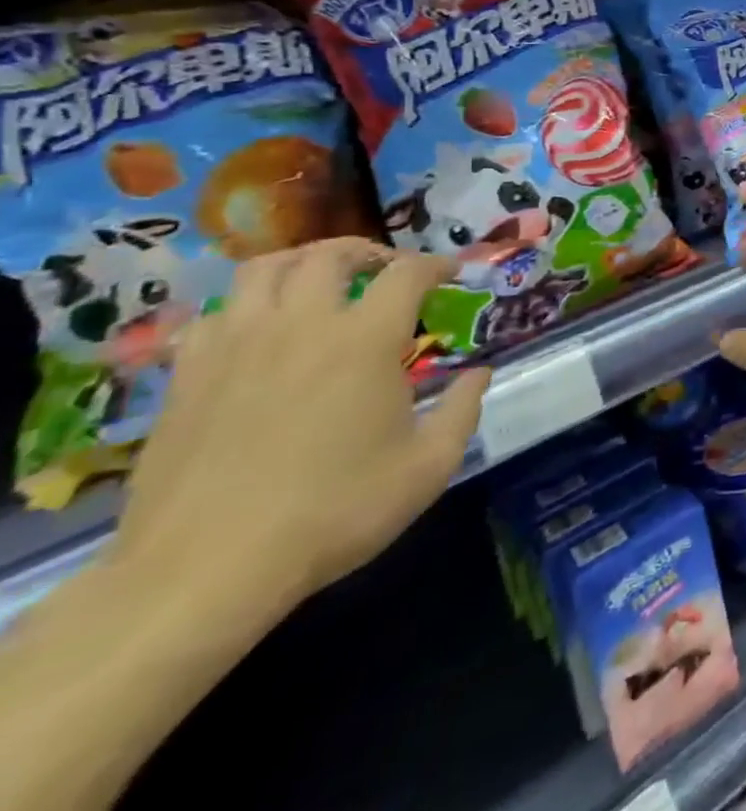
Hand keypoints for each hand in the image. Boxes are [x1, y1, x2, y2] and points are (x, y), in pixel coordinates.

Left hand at [112, 239, 488, 621]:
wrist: (202, 573)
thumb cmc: (334, 513)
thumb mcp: (428, 467)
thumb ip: (462, 410)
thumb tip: (479, 373)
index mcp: (365, 340)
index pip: (408, 273)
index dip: (437, 264)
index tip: (452, 274)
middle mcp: (300, 326)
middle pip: (330, 255)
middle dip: (368, 252)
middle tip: (386, 271)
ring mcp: (235, 348)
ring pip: (262, 270)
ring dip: (301, 264)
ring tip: (320, 284)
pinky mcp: (186, 378)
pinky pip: (214, 314)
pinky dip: (245, 307)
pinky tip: (259, 330)